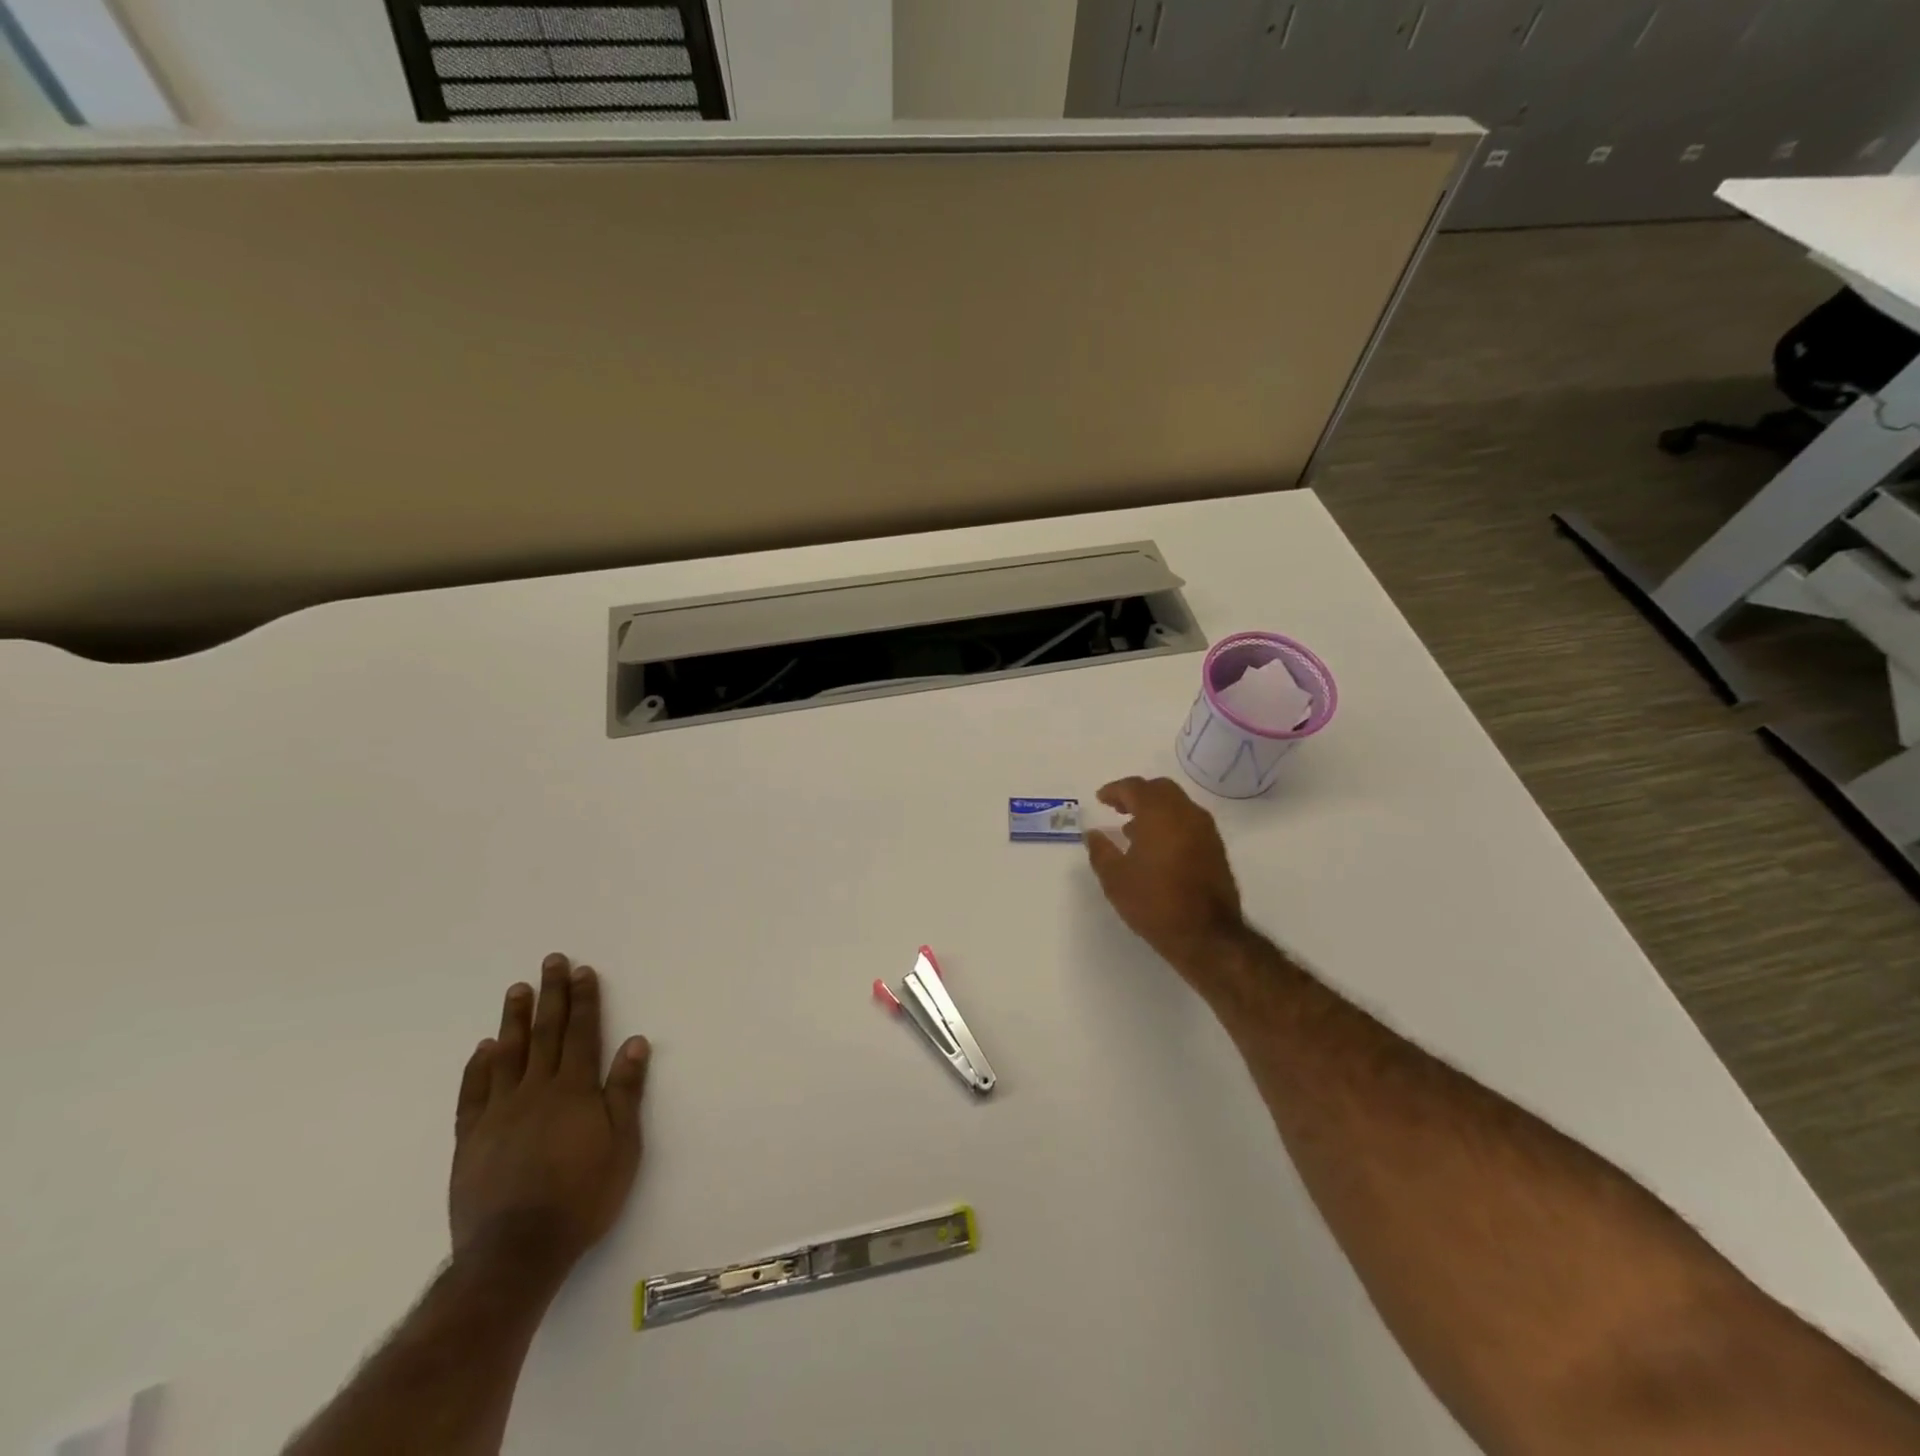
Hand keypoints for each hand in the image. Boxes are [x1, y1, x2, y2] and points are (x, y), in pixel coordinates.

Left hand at [449, 954, 651, 1284]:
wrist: (516, 1253)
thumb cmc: (582, 1197)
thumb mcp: (622, 1145)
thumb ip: (625, 1092)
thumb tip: (634, 1042)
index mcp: (574, 1091)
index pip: (581, 1033)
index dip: (584, 1000)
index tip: (582, 971)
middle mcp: (536, 1091)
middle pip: (545, 1033)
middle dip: (551, 995)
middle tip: (550, 962)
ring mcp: (499, 1113)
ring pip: (507, 1055)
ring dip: (514, 1019)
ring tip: (516, 989)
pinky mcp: (471, 1140)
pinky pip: (473, 1093)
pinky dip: (478, 1067)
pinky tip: (483, 1048)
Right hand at [1085, 777, 1247, 983]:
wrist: (1207, 935)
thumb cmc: (1154, 902)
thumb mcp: (1115, 879)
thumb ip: (1101, 851)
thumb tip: (1093, 834)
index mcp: (1159, 814)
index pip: (1135, 787)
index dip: (1115, 790)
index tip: (1101, 798)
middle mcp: (1186, 813)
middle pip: (1160, 789)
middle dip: (1137, 794)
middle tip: (1118, 807)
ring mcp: (1205, 830)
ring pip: (1178, 804)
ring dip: (1155, 809)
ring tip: (1133, 830)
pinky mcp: (1216, 849)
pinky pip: (1189, 822)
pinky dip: (1170, 823)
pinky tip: (1157, 847)